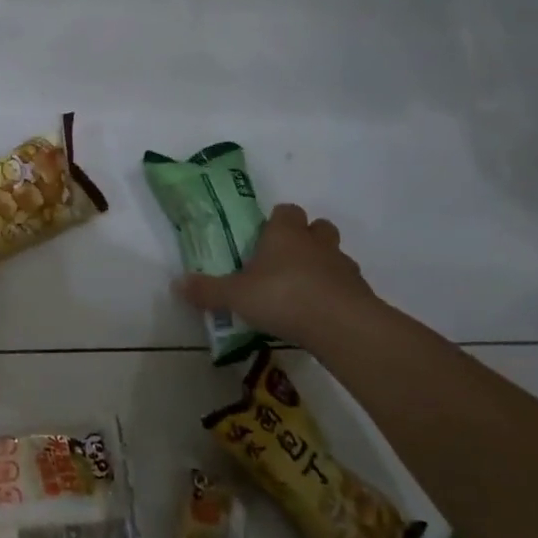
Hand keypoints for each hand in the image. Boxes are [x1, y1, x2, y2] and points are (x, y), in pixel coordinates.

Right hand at [175, 203, 377, 344]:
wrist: (342, 326)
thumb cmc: (282, 297)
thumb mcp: (234, 295)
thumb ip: (207, 290)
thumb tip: (176, 284)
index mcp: (285, 233)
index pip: (286, 211)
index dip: (277, 221)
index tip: (264, 236)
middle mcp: (316, 243)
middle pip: (317, 227)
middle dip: (306, 238)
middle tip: (285, 259)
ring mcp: (343, 267)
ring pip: (335, 255)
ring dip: (322, 265)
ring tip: (302, 289)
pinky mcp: (361, 293)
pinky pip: (347, 285)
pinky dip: (336, 293)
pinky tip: (319, 313)